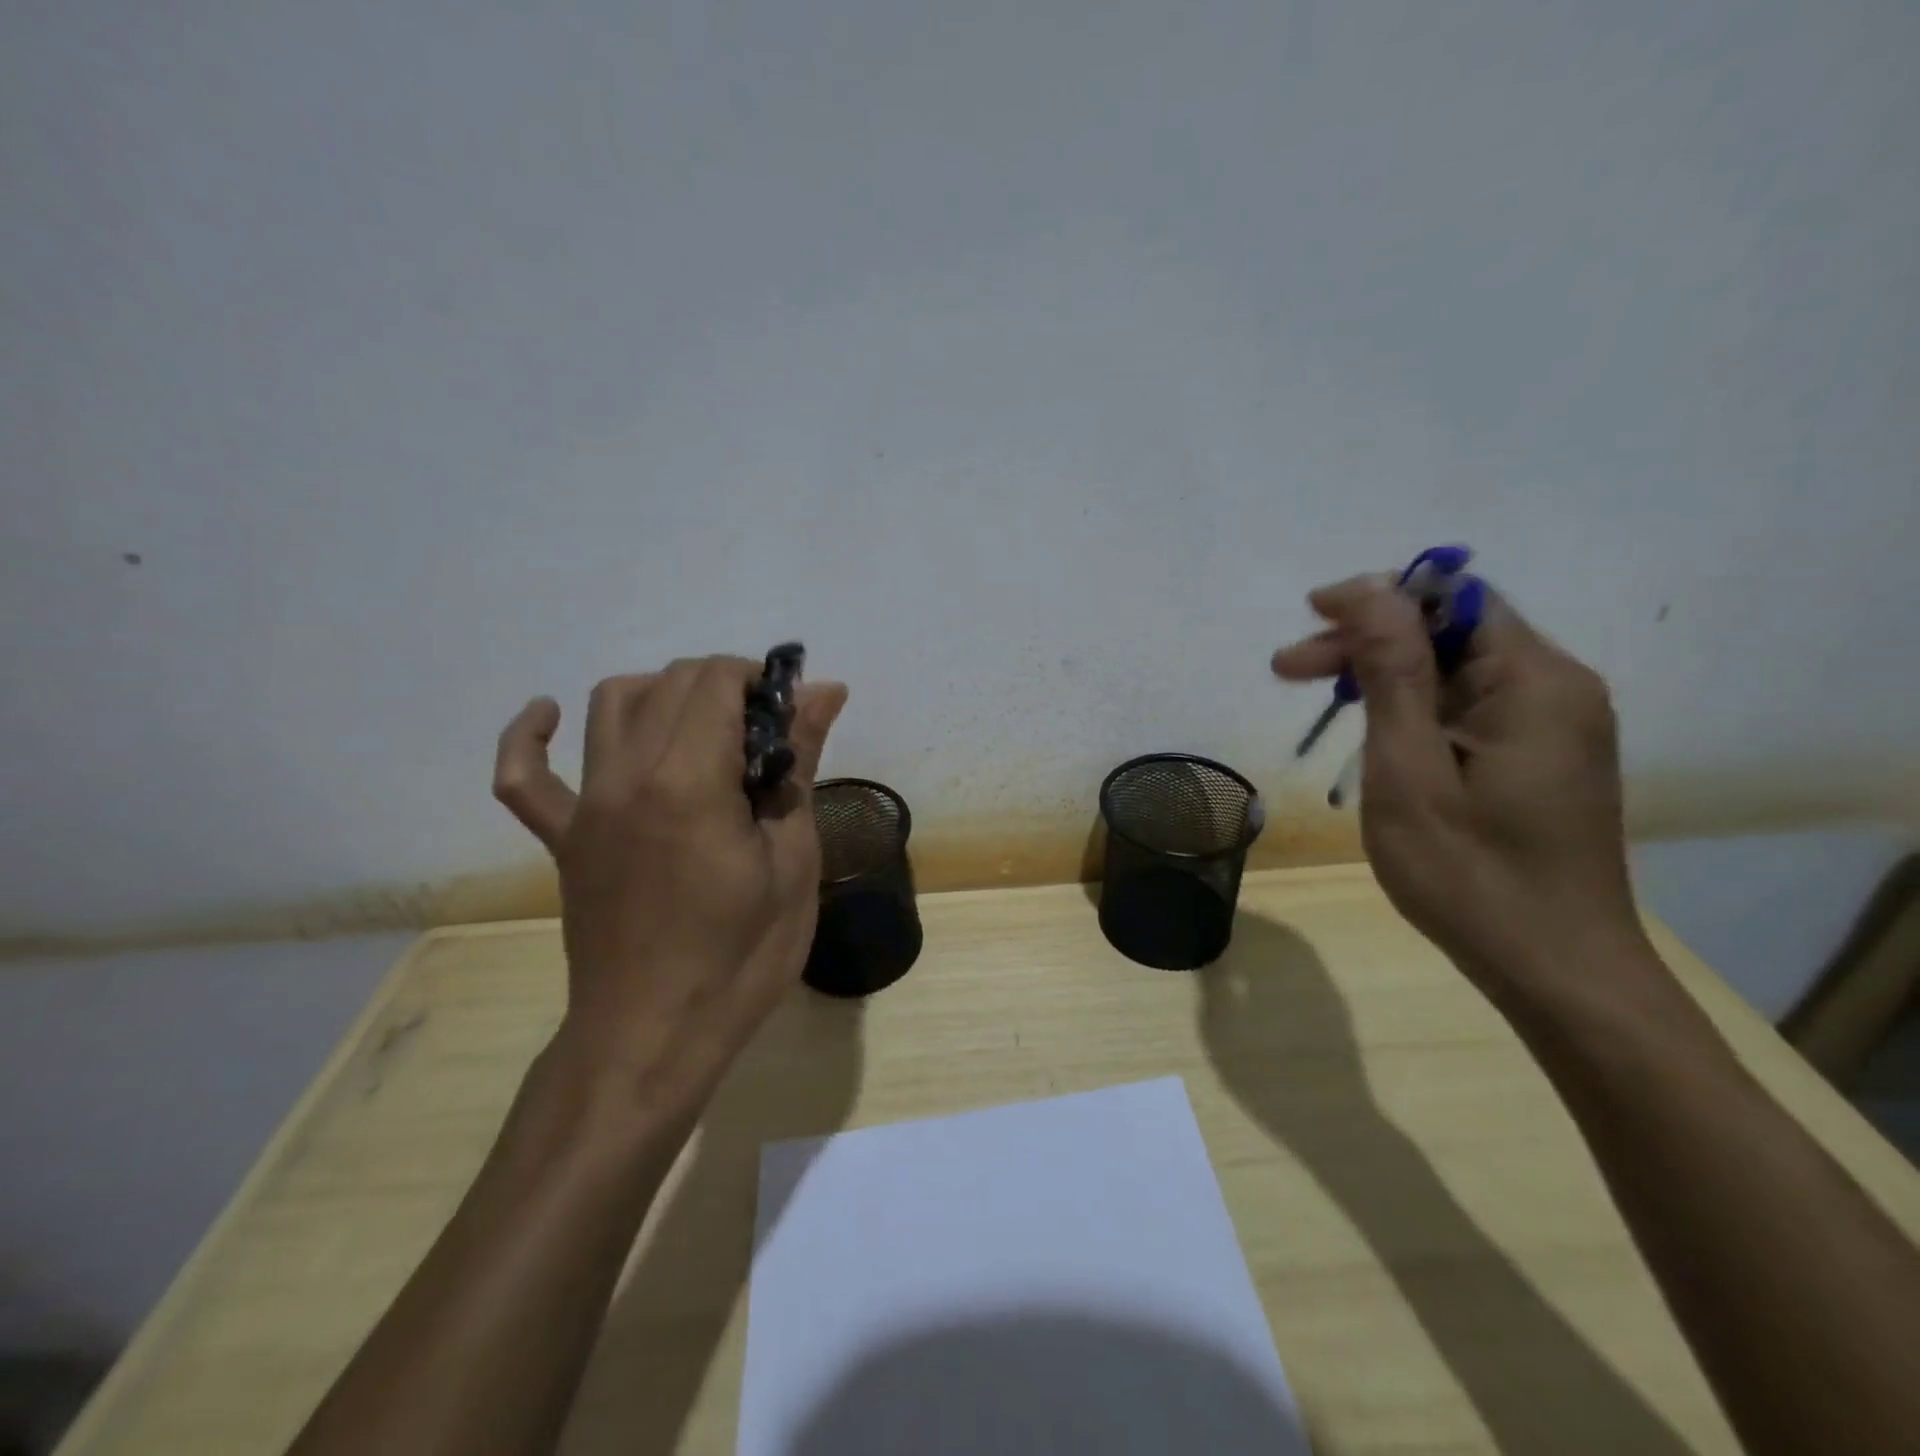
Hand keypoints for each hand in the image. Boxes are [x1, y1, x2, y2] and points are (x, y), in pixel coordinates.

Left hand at [492, 658, 848, 1109]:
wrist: (655, 1037)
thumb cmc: (741, 956)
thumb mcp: (793, 860)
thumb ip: (801, 763)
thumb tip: (825, 691)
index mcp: (689, 781)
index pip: (716, 681)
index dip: (761, 680)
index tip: (791, 715)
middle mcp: (627, 775)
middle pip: (670, 682)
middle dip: (725, 685)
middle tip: (765, 733)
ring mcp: (585, 806)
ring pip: (610, 704)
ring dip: (662, 693)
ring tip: (702, 727)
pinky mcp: (561, 838)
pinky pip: (524, 776)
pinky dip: (530, 736)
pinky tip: (548, 715)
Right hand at [1272, 575, 1640, 993]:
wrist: (1557, 972)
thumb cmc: (1471, 875)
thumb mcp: (1410, 771)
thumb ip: (1393, 674)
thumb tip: (1372, 592)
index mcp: (1534, 682)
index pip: (1453, 600)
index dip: (1377, 598)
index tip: (1310, 616)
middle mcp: (1555, 689)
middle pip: (1450, 632)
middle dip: (1366, 640)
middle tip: (1287, 669)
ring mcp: (1552, 726)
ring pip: (1454, 670)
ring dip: (1382, 674)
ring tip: (1316, 696)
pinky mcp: (1539, 757)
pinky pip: (1467, 706)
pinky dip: (1411, 706)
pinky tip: (1372, 731)